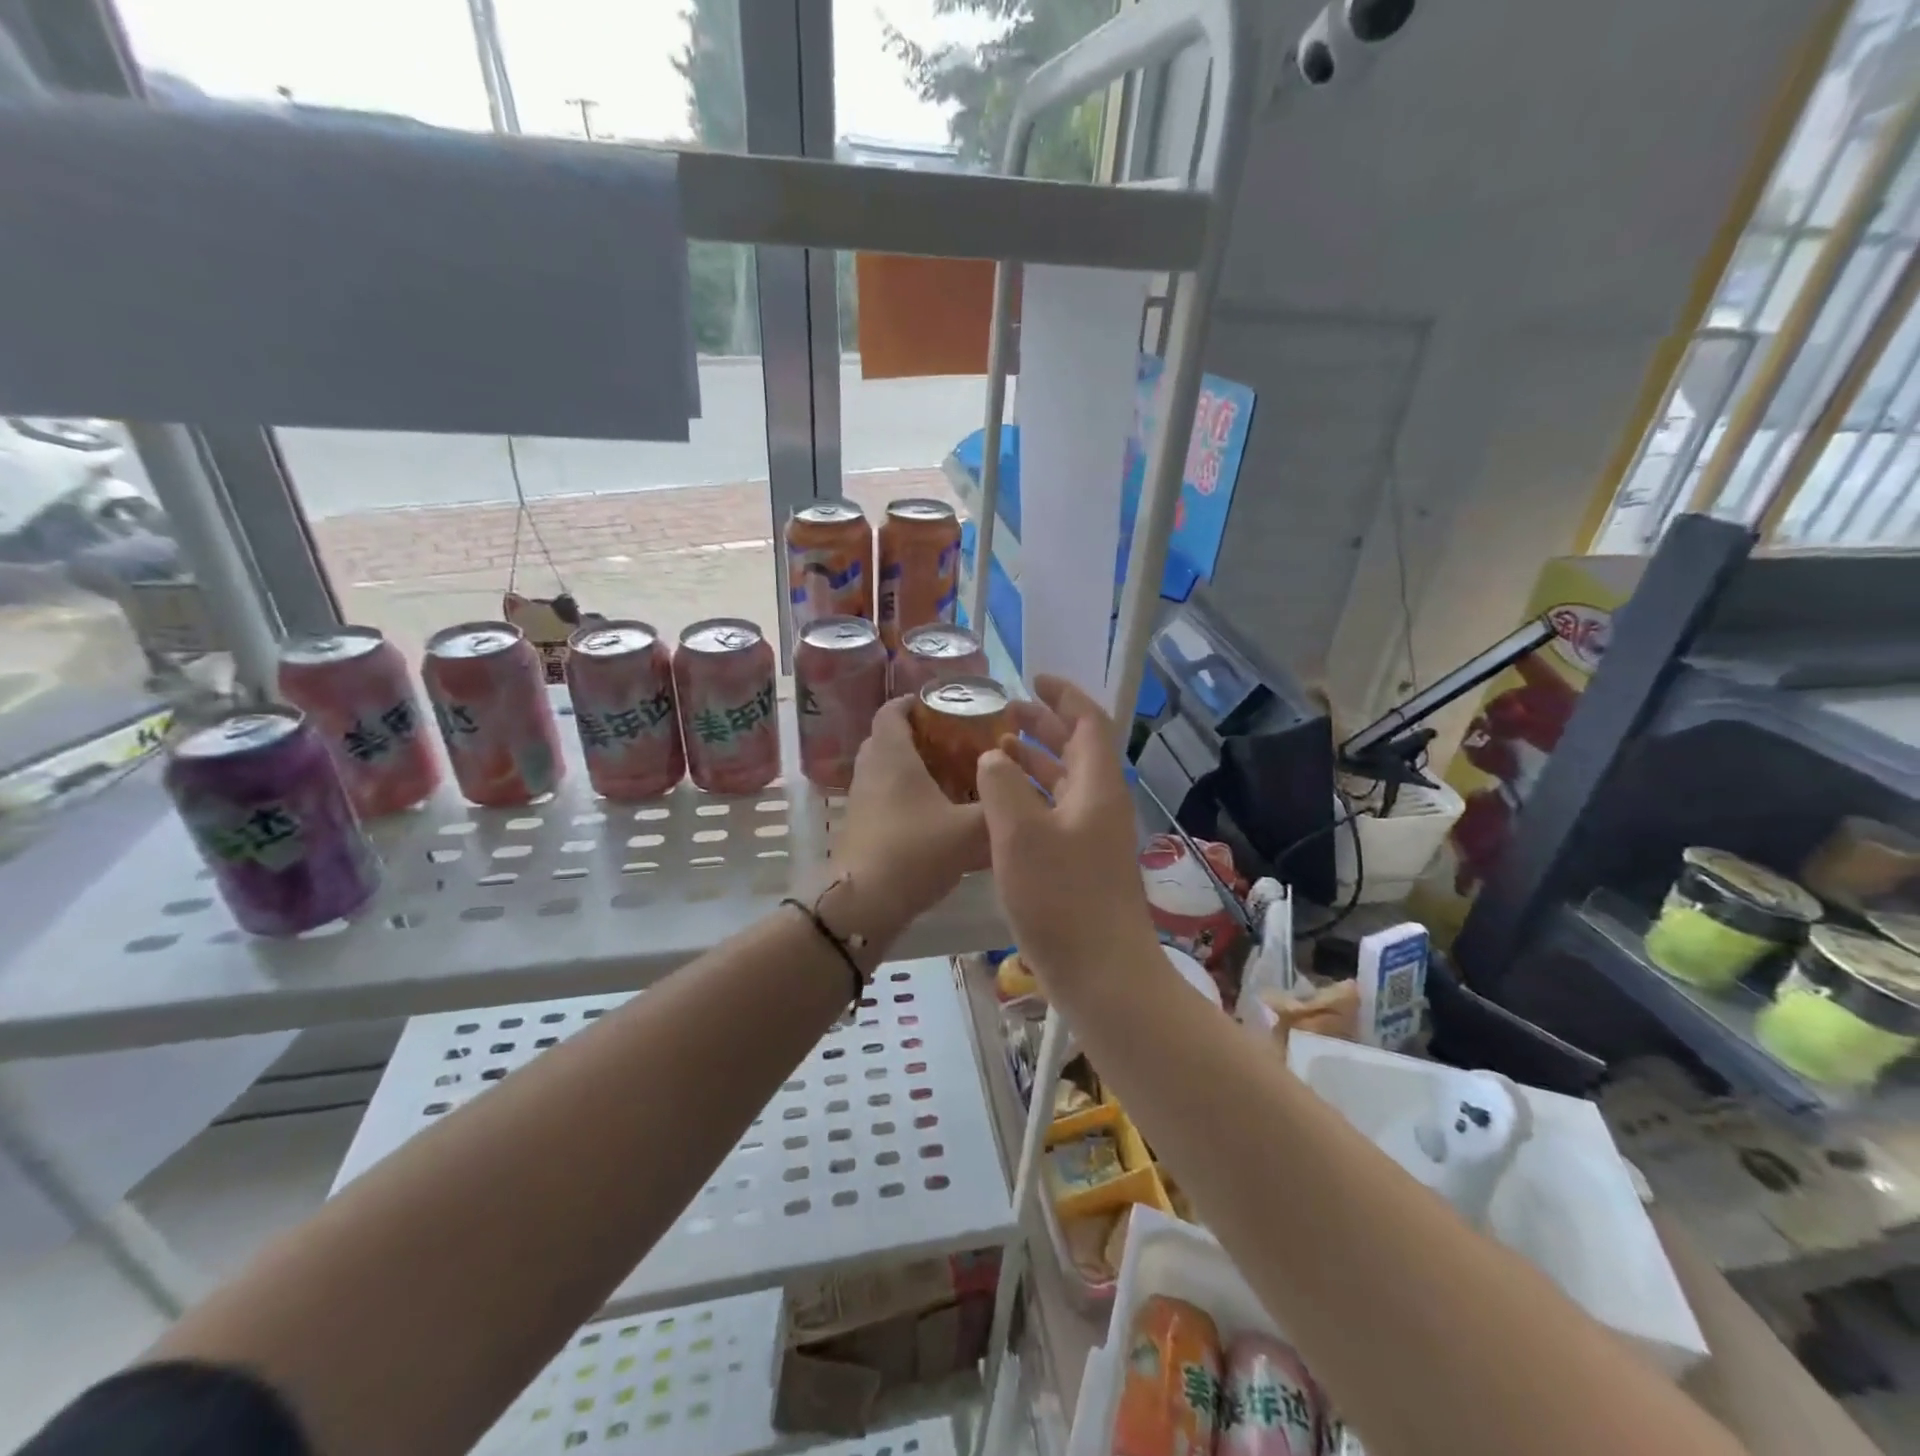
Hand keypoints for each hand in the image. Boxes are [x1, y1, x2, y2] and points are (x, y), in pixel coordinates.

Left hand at [834, 696, 988, 923]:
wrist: (864, 904)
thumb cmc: (915, 852)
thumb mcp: (970, 830)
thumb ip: (999, 807)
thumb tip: (1025, 791)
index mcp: (891, 755)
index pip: (893, 710)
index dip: (915, 702)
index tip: (945, 706)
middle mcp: (870, 770)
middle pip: (888, 737)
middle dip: (919, 735)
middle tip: (956, 742)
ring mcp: (860, 799)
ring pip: (885, 769)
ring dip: (912, 767)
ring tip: (951, 777)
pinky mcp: (860, 826)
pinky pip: (882, 795)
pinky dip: (905, 795)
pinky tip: (935, 814)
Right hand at [977, 674, 1158, 984]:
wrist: (1103, 974)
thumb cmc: (1062, 898)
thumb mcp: (1019, 834)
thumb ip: (1001, 785)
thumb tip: (993, 758)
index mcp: (1096, 786)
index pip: (1088, 721)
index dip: (1063, 695)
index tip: (1032, 678)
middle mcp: (1101, 804)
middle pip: (1077, 749)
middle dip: (1043, 725)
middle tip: (1004, 712)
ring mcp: (1093, 836)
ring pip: (1064, 782)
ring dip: (1033, 762)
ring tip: (995, 750)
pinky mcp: (1082, 864)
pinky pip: (1056, 812)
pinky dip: (1030, 797)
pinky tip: (999, 807)